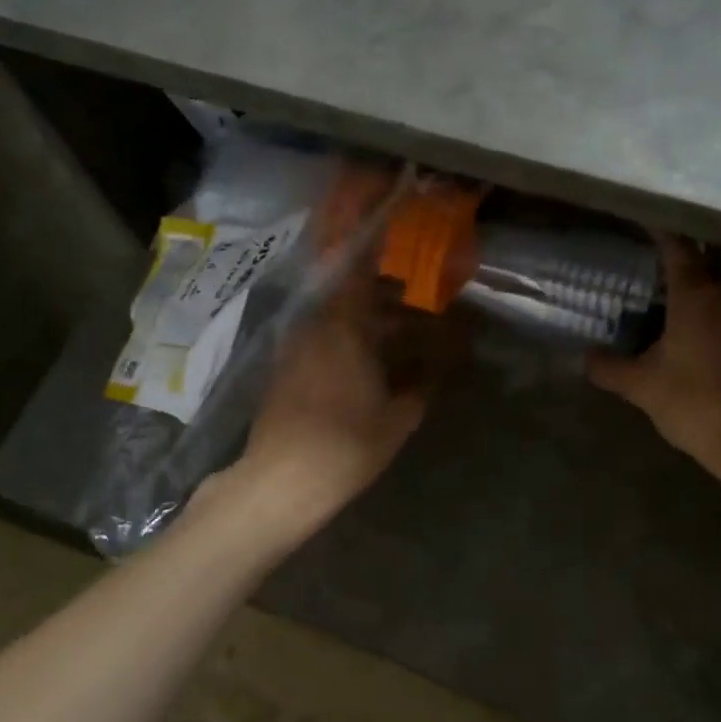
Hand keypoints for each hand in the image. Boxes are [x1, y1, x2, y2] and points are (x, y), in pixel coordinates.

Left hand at [238, 266, 427, 521]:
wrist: (280, 481)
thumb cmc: (347, 444)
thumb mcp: (399, 418)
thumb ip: (422, 382)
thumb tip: (440, 362)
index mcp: (345, 325)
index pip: (361, 269)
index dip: (380, 251)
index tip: (402, 240)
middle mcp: (316, 324)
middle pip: (352, 293)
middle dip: (386, 293)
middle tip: (418, 300)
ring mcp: (296, 345)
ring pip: (337, 316)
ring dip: (366, 318)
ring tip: (399, 332)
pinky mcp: (285, 367)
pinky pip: (322, 336)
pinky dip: (346, 337)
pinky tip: (367, 359)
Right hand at [589, 237, 720, 463]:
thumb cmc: (695, 404)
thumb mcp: (642, 387)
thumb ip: (610, 368)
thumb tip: (585, 357)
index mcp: (697, 294)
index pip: (679, 247)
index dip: (663, 230)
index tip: (650, 220)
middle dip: (707, 240)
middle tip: (685, 242)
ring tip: (710, 272)